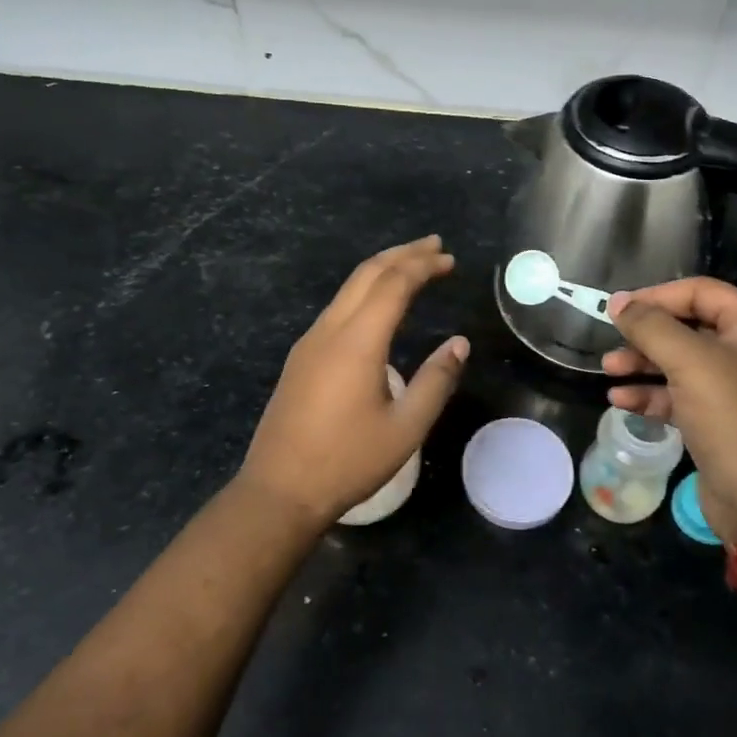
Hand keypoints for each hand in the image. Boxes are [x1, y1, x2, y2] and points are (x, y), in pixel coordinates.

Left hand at [238, 236, 468, 526]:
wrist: (279, 490)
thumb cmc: (347, 461)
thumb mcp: (405, 428)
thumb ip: (436, 381)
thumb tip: (458, 343)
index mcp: (357, 341)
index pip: (393, 284)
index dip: (423, 265)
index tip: (450, 259)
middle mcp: (330, 330)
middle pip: (366, 273)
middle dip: (402, 254)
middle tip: (434, 246)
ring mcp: (309, 342)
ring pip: (348, 288)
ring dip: (381, 270)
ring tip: (412, 266)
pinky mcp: (301, 357)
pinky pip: (337, 308)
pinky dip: (364, 291)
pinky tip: (378, 305)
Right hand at [604, 278, 736, 541]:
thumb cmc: (736, 418)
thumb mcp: (690, 362)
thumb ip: (651, 326)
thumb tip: (619, 302)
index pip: (700, 291)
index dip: (657, 296)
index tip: (619, 310)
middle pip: (687, 327)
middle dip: (646, 335)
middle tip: (611, 342)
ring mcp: (736, 389)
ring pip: (680, 363)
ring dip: (642, 364)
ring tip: (608, 371)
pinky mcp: (720, 422)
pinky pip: (680, 396)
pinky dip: (651, 395)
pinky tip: (621, 402)